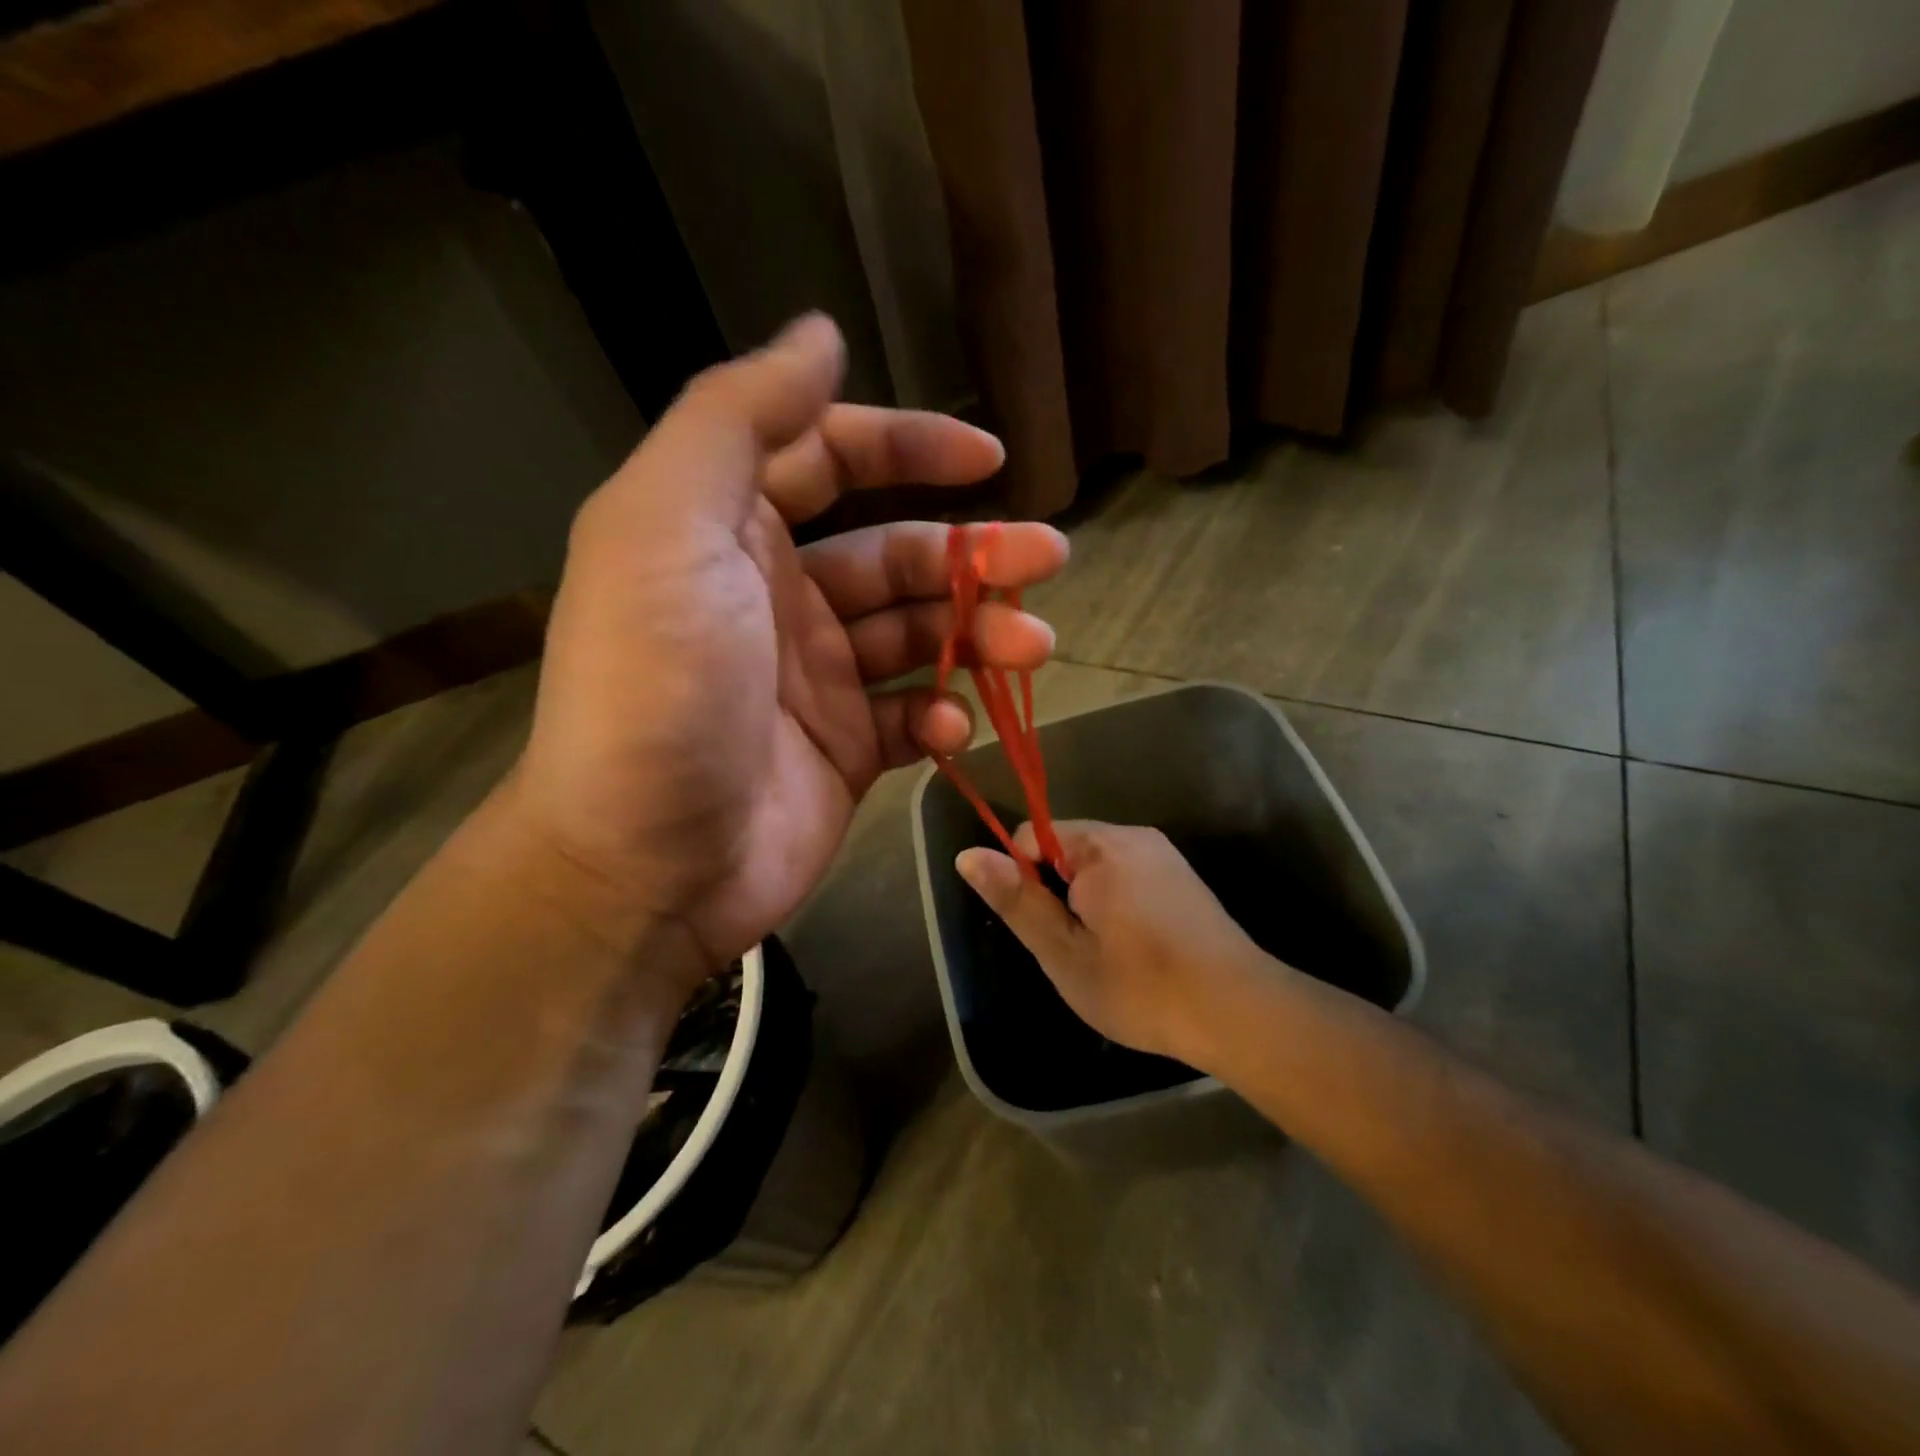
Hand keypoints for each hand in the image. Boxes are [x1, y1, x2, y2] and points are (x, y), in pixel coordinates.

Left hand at [512, 314, 1068, 974]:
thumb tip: (818, 334)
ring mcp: (817, 680)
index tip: (988, 457)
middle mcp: (778, 598)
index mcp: (730, 532)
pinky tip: (949, 727)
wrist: (643, 863)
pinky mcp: (846, 750)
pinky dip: (942, 715)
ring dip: (980, 635)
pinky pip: (913, 716)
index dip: (908, 445)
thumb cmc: (656, 688)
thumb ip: (738, 419)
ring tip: (1031, 648)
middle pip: (894, 553)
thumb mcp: (668, 527)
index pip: (830, 459)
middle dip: (972, 552)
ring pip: (920, 636)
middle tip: (1046, 559)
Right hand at [956, 821, 1272, 1067]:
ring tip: (1103, 953)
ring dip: (1085, 901)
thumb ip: (1016, 899)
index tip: (1040, 928)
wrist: (1239, 1011)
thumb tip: (968, 855)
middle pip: (1065, 848)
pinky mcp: (1181, 876)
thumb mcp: (1064, 952)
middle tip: (1072, 949)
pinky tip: (1134, 947)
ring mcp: (1162, 854)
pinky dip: (1115, 902)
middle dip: (1056, 892)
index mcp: (1100, 846)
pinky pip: (1127, 874)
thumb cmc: (1141, 986)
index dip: (1022, 880)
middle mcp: (1133, 836)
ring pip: (1097, 864)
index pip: (1032, 836)